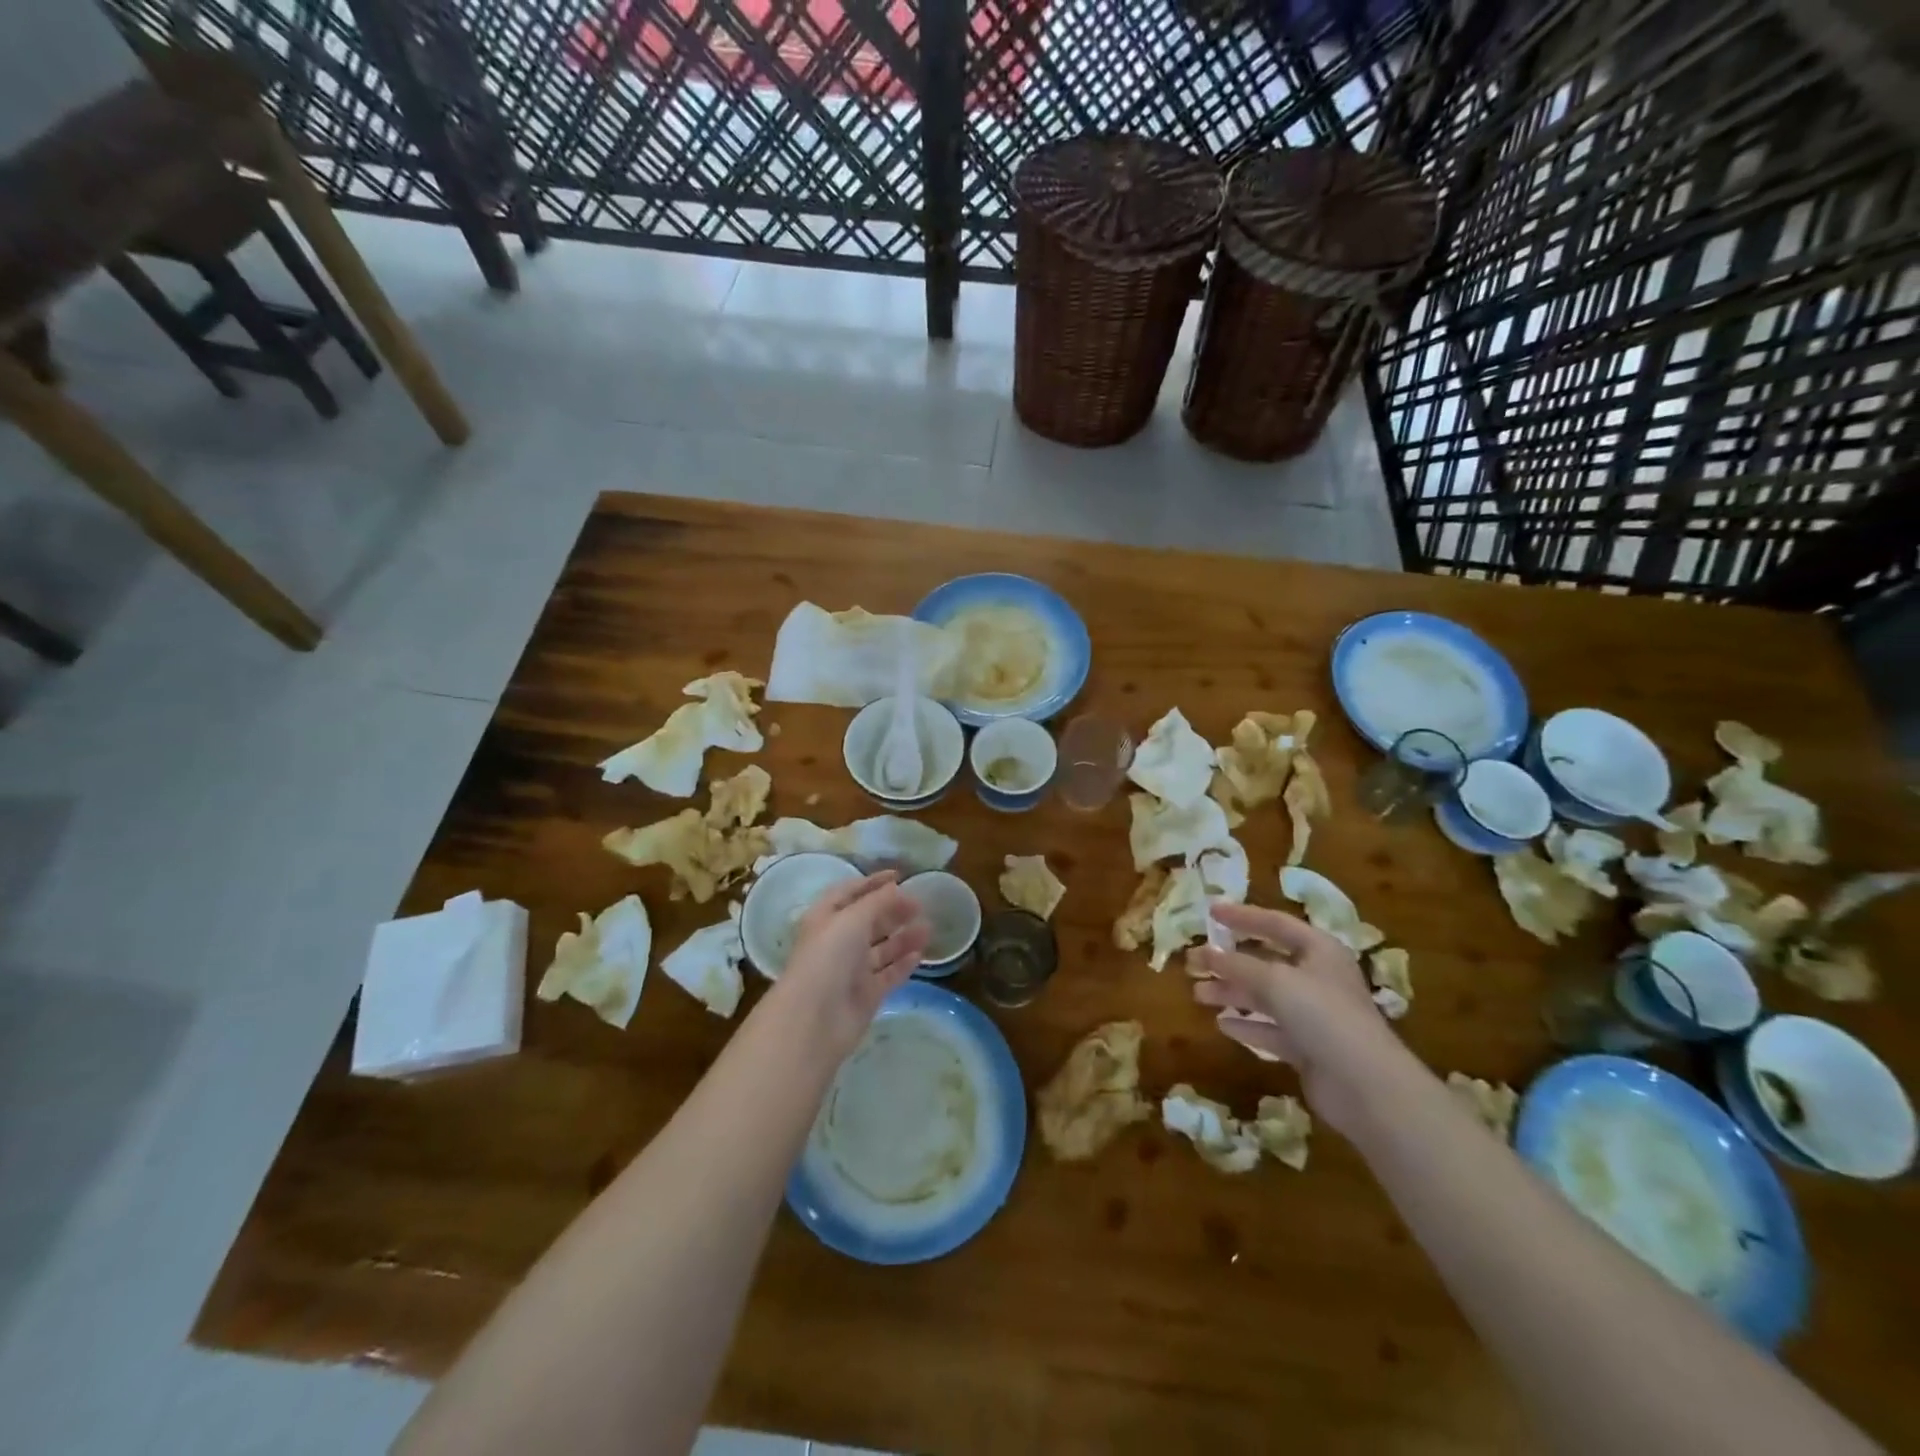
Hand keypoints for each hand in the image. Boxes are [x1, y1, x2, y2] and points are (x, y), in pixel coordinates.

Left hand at [769, 872, 929, 1059]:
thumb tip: (896, 888)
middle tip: (920, 905)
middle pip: (869, 921)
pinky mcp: (866, 994)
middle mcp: (838, 942)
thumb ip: (878, 901)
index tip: (899, 876)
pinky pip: (888, 974)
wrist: (815, 1018)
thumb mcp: (853, 918)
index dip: (873, 883)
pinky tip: (920, 954)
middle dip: (893, 910)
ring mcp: (852, 970)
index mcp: (826, 918)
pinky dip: (903, 963)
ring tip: (928, 928)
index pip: (850, 892)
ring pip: (882, 948)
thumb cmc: (829, 956)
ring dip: (903, 937)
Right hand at [1186, 902, 1414, 1134]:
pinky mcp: (1309, 1048)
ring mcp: (1315, 1015)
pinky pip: (1271, 1029)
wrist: (1366, 1085)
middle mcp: (1318, 978)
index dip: (1242, 916)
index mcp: (1319, 950)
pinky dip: (1248, 1025)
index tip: (1210, 912)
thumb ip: (1236, 964)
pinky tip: (1222, 1024)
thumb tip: (1205, 953)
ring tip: (1198, 994)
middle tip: (1193, 962)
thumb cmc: (1322, 1014)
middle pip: (1266, 961)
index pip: (1275, 923)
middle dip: (1229, 961)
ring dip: (1232, 993)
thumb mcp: (1275, 980)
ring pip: (1265, 997)